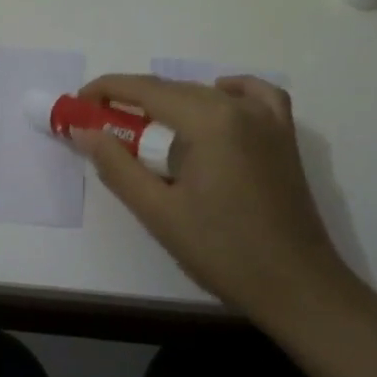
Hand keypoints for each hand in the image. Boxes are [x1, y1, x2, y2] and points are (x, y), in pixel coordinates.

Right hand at [72, 73, 373, 345]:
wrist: (297, 287)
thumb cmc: (223, 252)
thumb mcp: (158, 212)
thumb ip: (116, 166)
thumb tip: (84, 131)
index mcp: (208, 120)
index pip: (146, 90)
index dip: (107, 90)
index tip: (79, 102)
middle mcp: (239, 107)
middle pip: (174, 89)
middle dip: (134, 101)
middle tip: (103, 126)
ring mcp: (268, 120)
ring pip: (207, 92)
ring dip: (172, 102)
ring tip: (149, 130)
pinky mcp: (284, 137)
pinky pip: (254, 96)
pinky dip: (229, 92)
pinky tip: (215, 105)